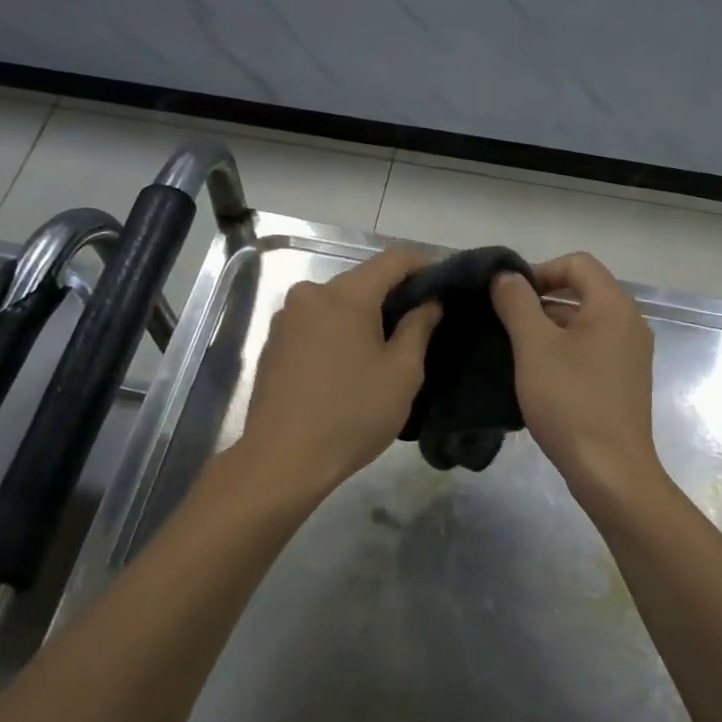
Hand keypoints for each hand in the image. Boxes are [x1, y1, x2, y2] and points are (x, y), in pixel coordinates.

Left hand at [230, 248, 441, 504]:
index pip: (393, 260)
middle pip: (362, 281)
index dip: (425, 265)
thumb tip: (429, 302)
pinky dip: (340, 333)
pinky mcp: (274, 345)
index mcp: (343, 295)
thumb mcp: (402, 373)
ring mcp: (285, 320)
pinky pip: (317, 325)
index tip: (447, 283)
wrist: (282, 461)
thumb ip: (419, 327)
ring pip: (338, 305)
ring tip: (390, 347)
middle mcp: (309, 295)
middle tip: (425, 322)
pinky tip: (352, 364)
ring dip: (365, 317)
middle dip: (394, 296)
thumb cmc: (351, 415)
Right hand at [491, 253, 664, 514]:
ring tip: (513, 353)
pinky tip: (537, 377)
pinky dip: (562, 353)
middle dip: (539, 302)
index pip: (577, 263)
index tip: (509, 297)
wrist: (610, 471)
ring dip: (547, 330)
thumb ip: (517, 304)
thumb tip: (505, 275)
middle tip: (503, 325)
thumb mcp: (534, 347)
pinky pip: (590, 351)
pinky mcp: (623, 381)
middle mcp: (629, 323)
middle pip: (581, 292)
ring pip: (582, 325)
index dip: (539, 270)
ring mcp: (629, 355)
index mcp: (613, 306)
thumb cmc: (571, 402)